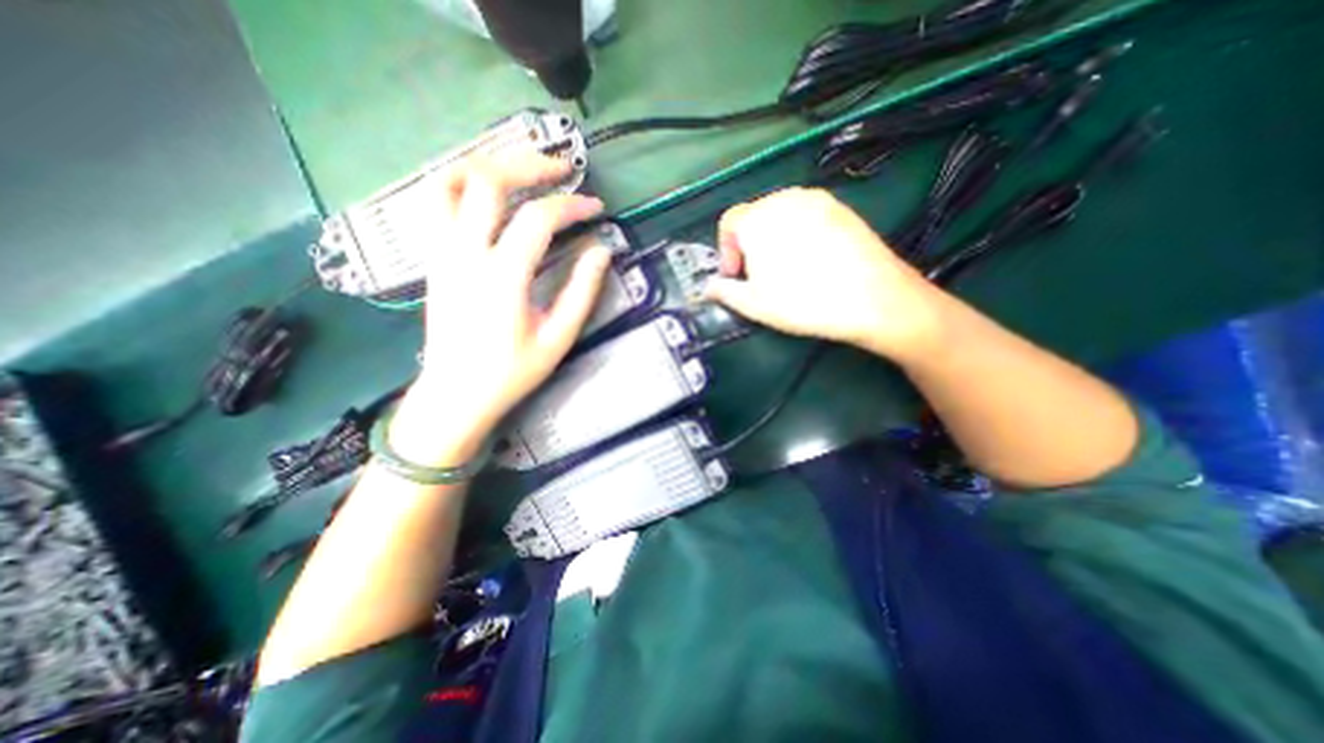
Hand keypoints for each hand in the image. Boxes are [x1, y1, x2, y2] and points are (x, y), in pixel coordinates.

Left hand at [395, 151, 612, 460]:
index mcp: (503, 277)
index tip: (596, 207)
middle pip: (488, 181)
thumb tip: (601, 251)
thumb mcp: (557, 338)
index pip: (538, 219)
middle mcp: (466, 254)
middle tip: (561, 167)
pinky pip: (436, 202)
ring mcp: (442, 252)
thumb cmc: (511, 372)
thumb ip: (582, 292)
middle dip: (529, 164)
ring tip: (521, 167)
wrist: (456, 394)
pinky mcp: (433, 257)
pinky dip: (462, 181)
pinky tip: (486, 188)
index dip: (571, 206)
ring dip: (488, 163)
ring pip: (451, 181)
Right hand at [708, 188, 945, 361]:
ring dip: (774, 238)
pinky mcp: (841, 207)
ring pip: (781, 215)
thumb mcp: (754, 304)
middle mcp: (784, 199)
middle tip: (759, 275)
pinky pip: (807, 215)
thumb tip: (708, 287)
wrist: (872, 298)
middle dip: (749, 244)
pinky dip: (799, 233)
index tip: (735, 275)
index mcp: (757, 219)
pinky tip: (813, 259)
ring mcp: (816, 199)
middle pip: (754, 217)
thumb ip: (724, 291)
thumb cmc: (803, 301)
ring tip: (787, 268)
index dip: (726, 250)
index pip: (728, 222)